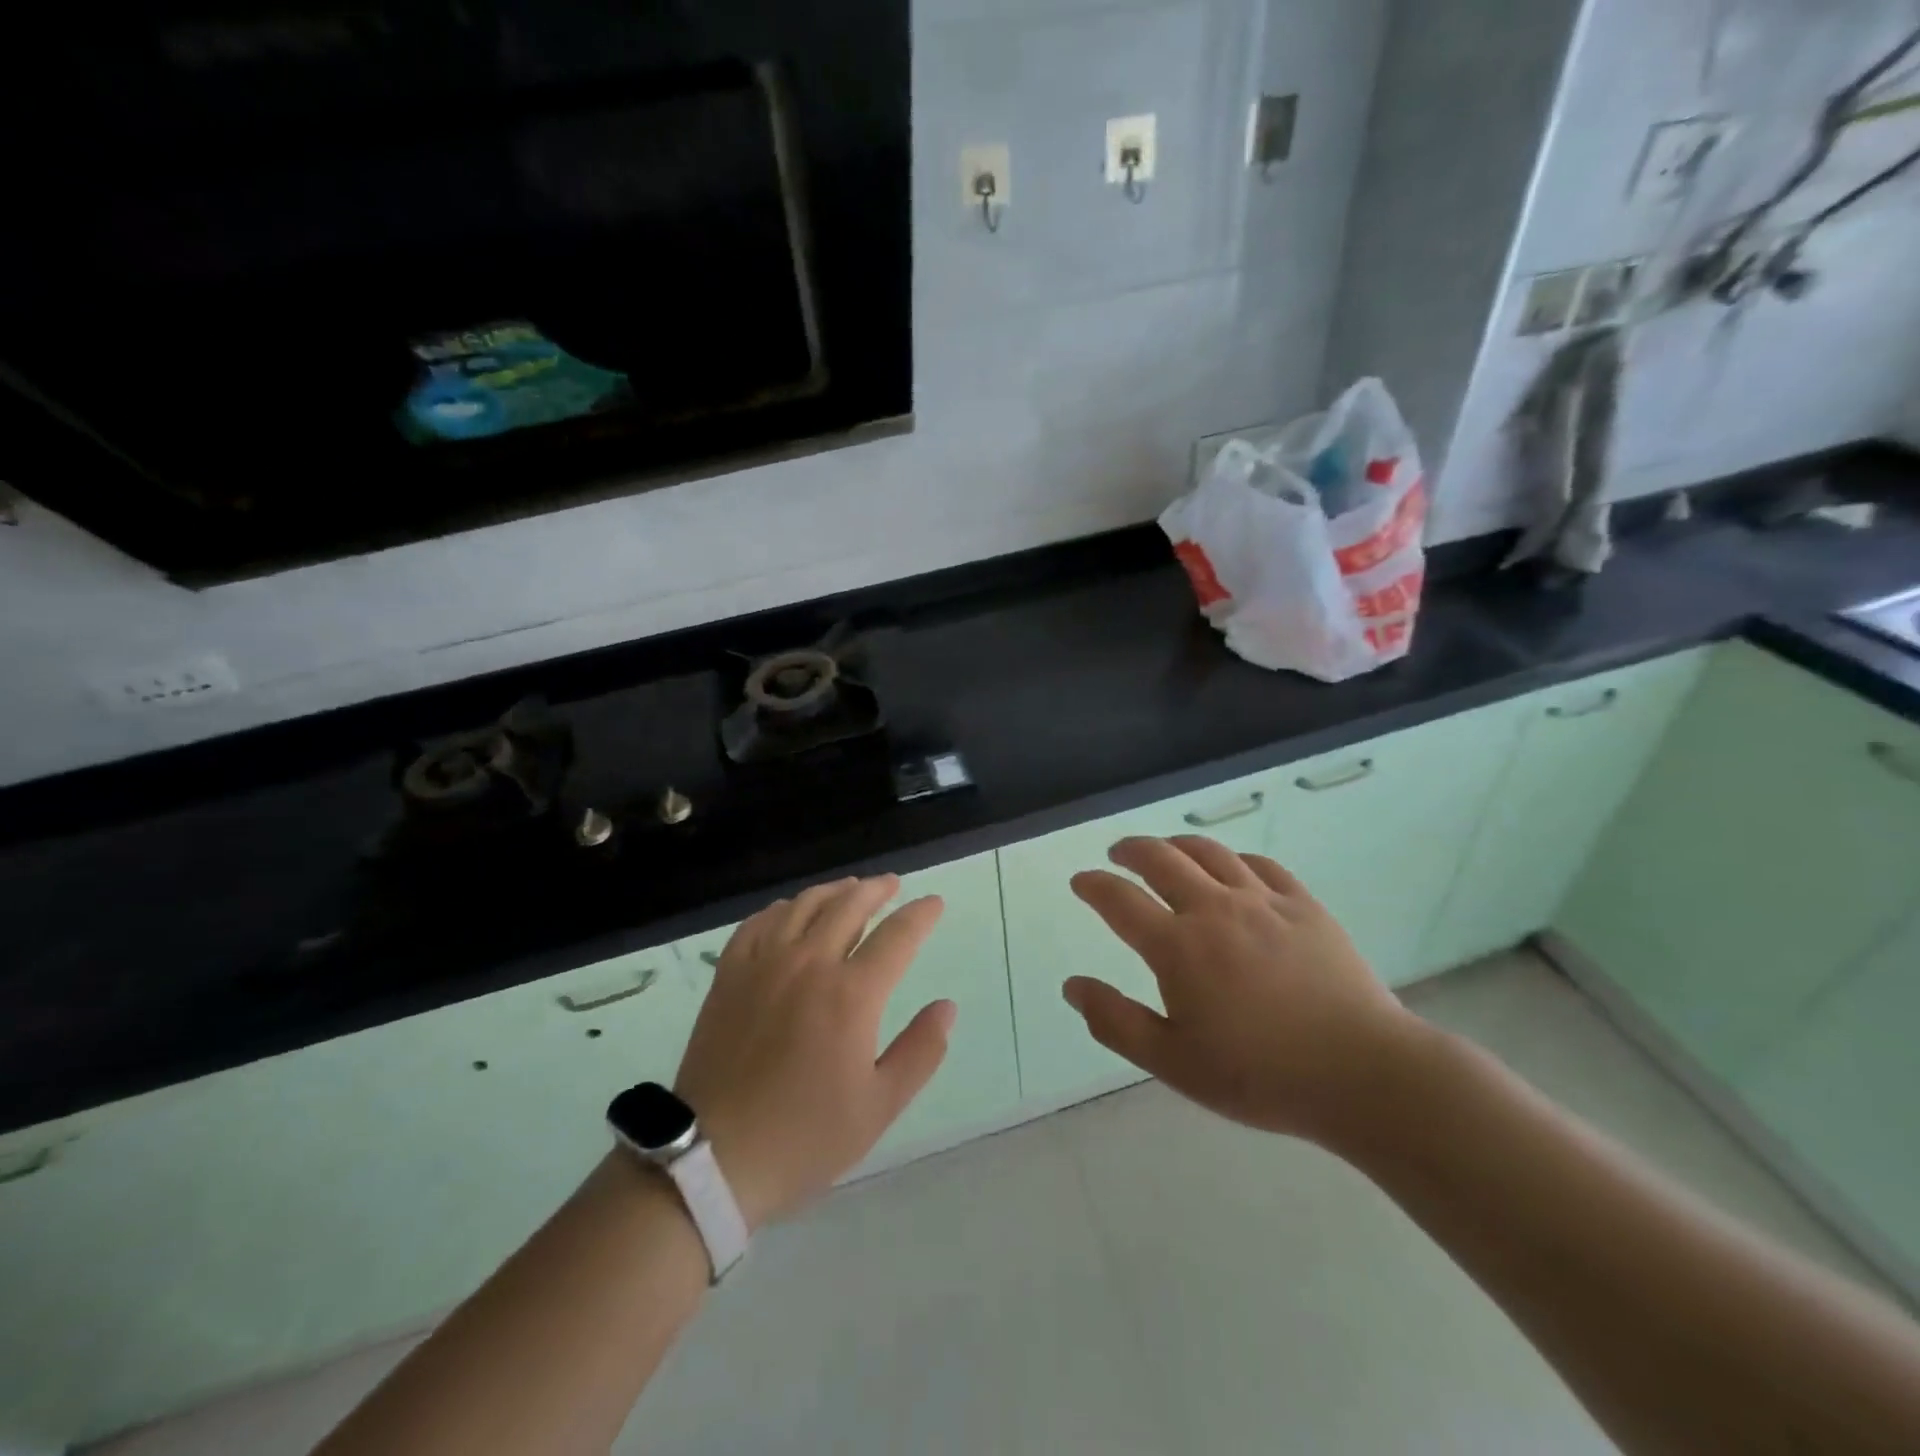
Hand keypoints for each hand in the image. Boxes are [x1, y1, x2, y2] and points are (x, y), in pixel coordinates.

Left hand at [673, 876, 954, 1229]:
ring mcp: (764, 964)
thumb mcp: (879, 1106)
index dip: (921, 914)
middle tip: (893, 885)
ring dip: (834, 891)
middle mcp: (809, 963)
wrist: (711, 1159)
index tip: (934, 904)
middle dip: (878, 890)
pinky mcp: (729, 975)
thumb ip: (920, 1051)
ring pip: (804, 905)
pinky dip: (783, 909)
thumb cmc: (804, 1137)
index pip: (897, 935)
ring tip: (850, 890)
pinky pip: (759, 923)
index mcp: (851, 994)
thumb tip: (946, 1007)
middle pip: (849, 905)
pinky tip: (790, 912)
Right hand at [1063, 836, 1422, 1146]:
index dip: (1093, 886)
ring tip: (1165, 849)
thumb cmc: (1260, 1075)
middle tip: (1118, 853)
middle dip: (1131, 850)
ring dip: (1177, 844)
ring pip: (1209, 851)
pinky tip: (1230, 868)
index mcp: (1178, 947)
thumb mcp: (1174, 1063)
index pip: (1120, 900)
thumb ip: (1116, 1022)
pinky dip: (1232, 858)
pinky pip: (1259, 864)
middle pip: (1161, 858)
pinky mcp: (1303, 904)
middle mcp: (1214, 909)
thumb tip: (1072, 987)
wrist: (1362, 1074)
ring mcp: (1262, 901)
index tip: (1081, 881)